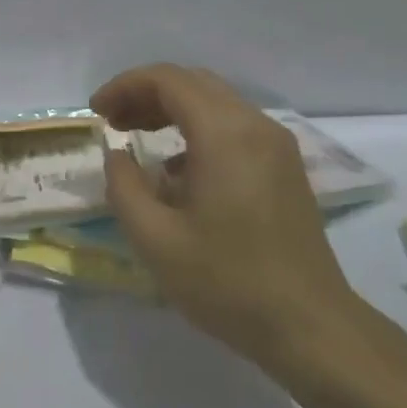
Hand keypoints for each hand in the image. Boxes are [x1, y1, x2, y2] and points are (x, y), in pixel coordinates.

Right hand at [92, 64, 361, 372]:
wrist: (310, 328)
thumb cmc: (227, 282)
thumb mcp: (154, 238)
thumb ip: (123, 185)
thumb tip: (117, 154)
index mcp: (224, 134)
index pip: (167, 80)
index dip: (124, 87)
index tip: (96, 113)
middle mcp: (255, 126)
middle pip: (192, 83)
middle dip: (145, 94)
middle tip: (112, 122)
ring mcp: (276, 146)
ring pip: (215, 102)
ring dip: (171, 109)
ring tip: (136, 136)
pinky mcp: (285, 167)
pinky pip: (234, 126)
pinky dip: (197, 129)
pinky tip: (177, 170)